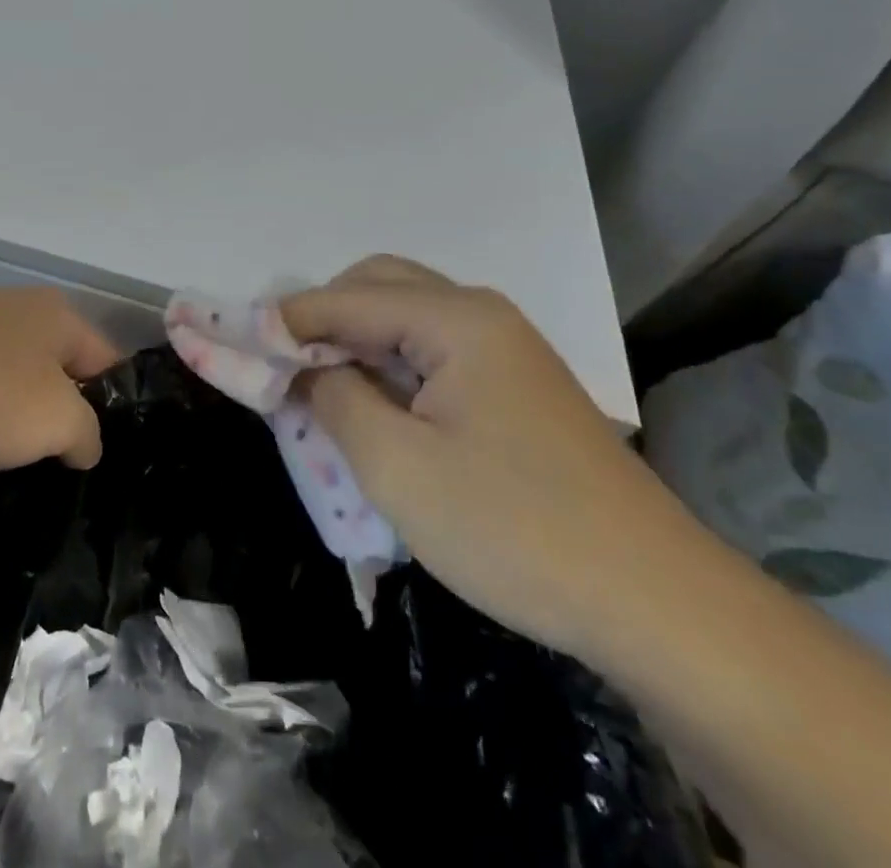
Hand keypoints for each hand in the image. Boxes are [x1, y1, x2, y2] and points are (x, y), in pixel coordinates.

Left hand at [0, 288, 121, 479]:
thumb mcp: (57, 419)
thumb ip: (86, 434)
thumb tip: (83, 445)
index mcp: (52, 317)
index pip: (104, 362)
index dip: (113, 409)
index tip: (105, 460)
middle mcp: (7, 317)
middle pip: (43, 382)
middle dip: (45, 432)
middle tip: (49, 482)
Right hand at [281, 256, 691, 659]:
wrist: (656, 602)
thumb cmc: (514, 528)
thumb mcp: (397, 467)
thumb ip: (335, 398)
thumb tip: (301, 366)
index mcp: (455, 318)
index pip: (347, 298)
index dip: (286, 319)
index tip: (234, 342)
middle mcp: (481, 314)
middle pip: (380, 287)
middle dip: (322, 318)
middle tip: (281, 366)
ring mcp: (505, 349)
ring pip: (407, 319)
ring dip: (356, 342)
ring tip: (318, 388)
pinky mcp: (516, 387)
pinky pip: (434, 353)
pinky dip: (390, 367)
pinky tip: (374, 408)